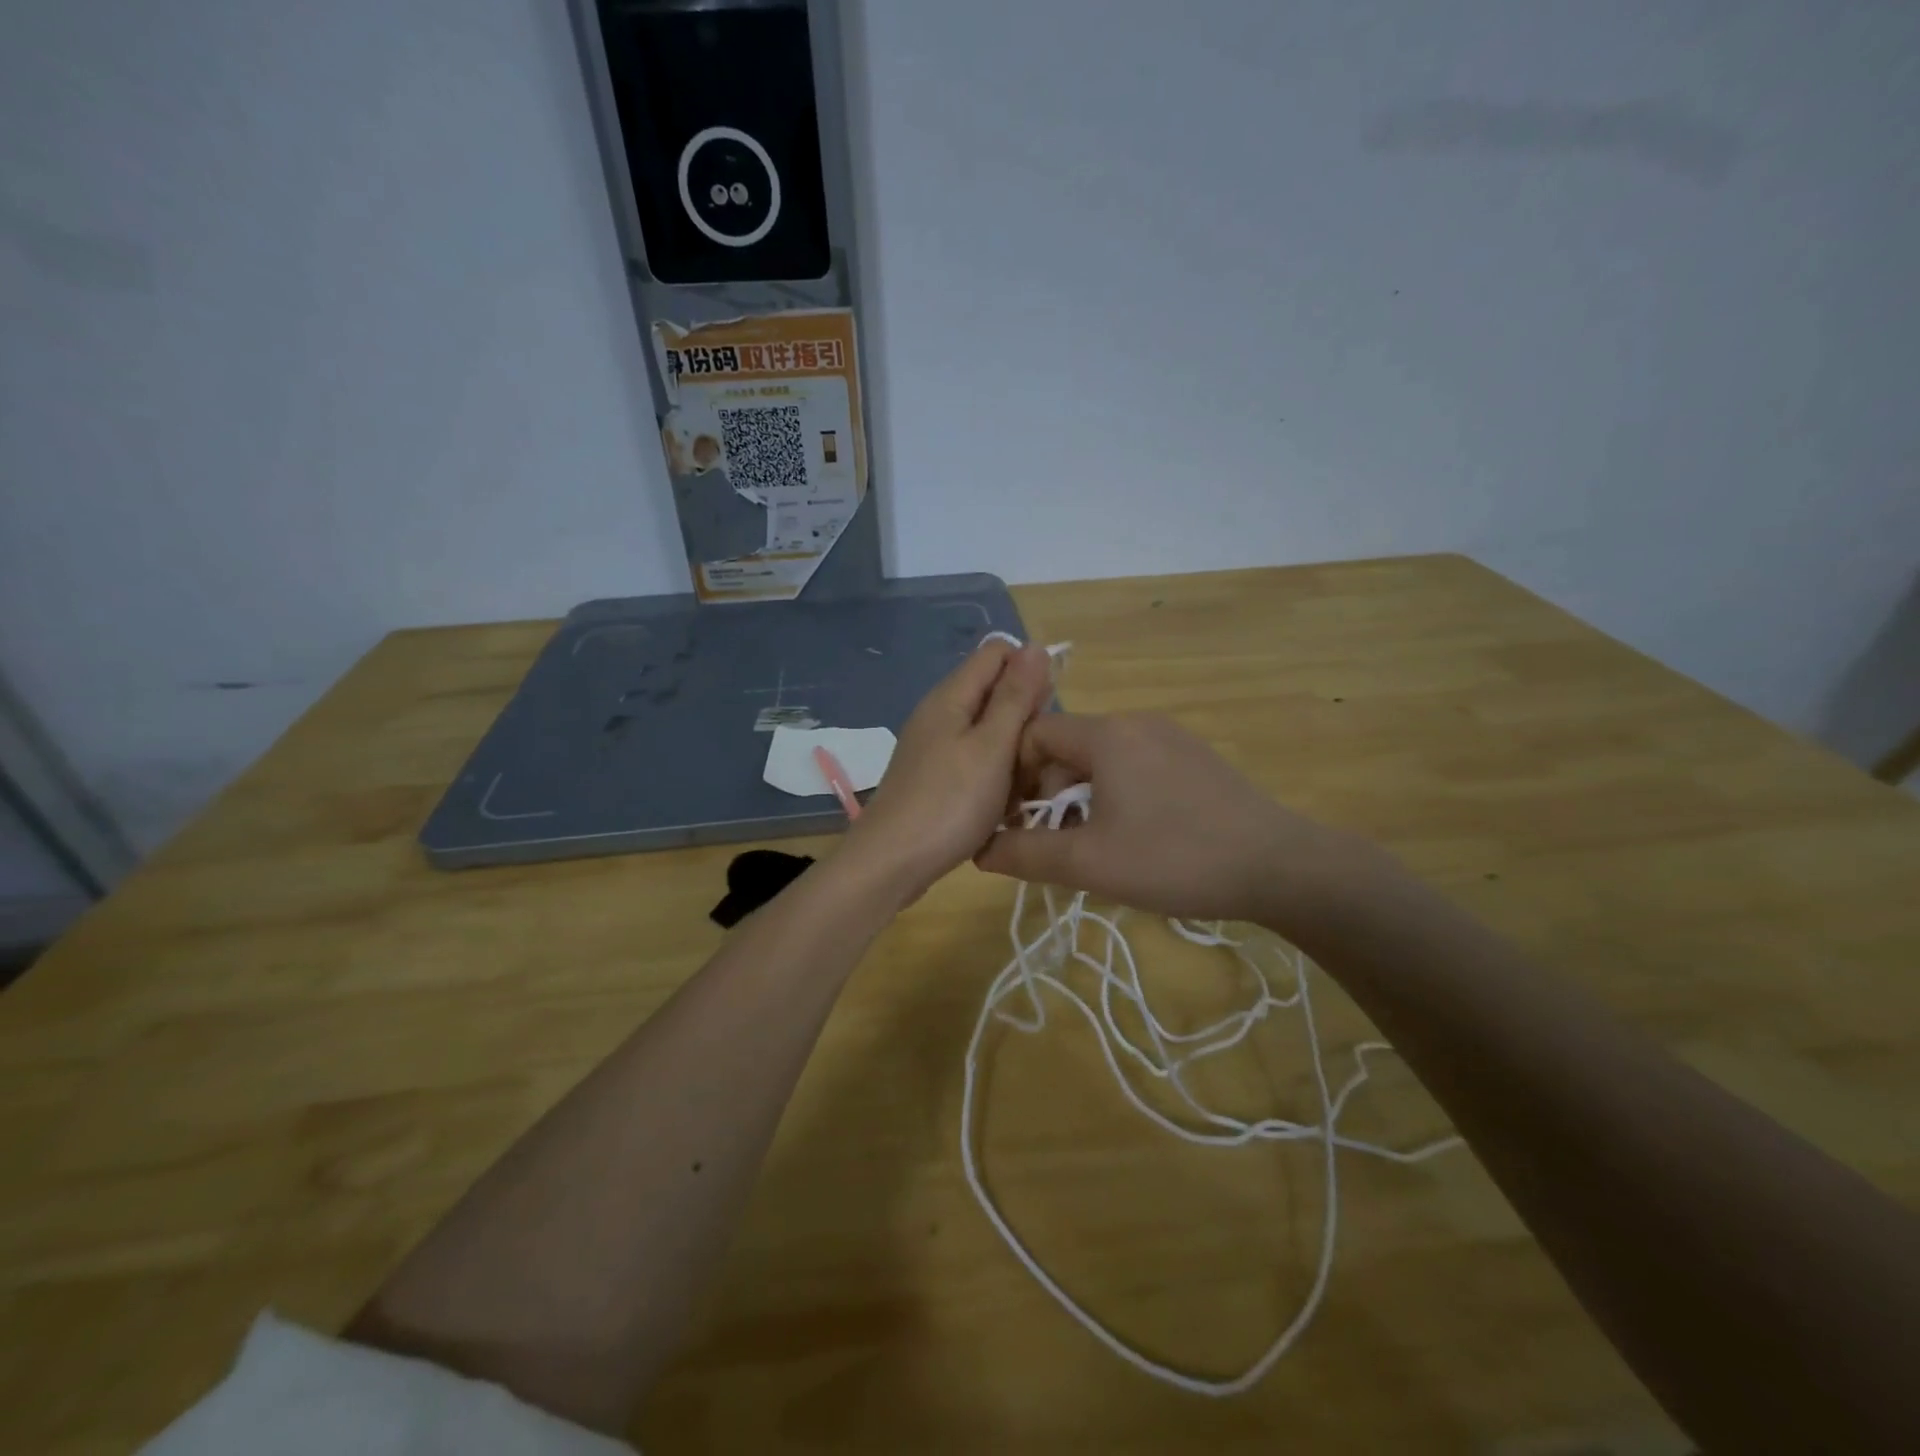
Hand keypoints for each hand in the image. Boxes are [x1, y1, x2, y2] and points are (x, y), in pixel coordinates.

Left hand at [840, 641, 1054, 903]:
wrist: (892, 862)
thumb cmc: (949, 802)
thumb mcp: (992, 747)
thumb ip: (1015, 697)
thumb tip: (1034, 646)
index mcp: (951, 697)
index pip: (997, 653)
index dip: (1029, 671)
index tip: (1047, 713)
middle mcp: (939, 714)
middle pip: (993, 693)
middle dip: (1024, 718)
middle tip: (1038, 758)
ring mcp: (934, 747)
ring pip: (988, 732)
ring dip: (1013, 752)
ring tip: (1025, 786)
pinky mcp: (934, 778)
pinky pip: (975, 762)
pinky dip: (994, 776)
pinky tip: (1003, 804)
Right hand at [973, 712, 1363, 927]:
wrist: (1279, 866)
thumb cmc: (1174, 858)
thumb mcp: (1088, 863)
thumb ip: (1026, 854)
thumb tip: (979, 850)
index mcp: (1106, 734)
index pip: (1034, 734)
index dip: (1014, 775)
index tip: (1016, 821)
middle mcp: (1137, 722)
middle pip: (1068, 746)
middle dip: (1048, 791)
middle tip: (1053, 841)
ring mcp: (1171, 737)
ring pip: (1103, 758)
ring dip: (1082, 796)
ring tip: (1092, 844)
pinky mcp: (1196, 758)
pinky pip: (1136, 765)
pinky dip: (1117, 793)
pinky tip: (1135, 836)